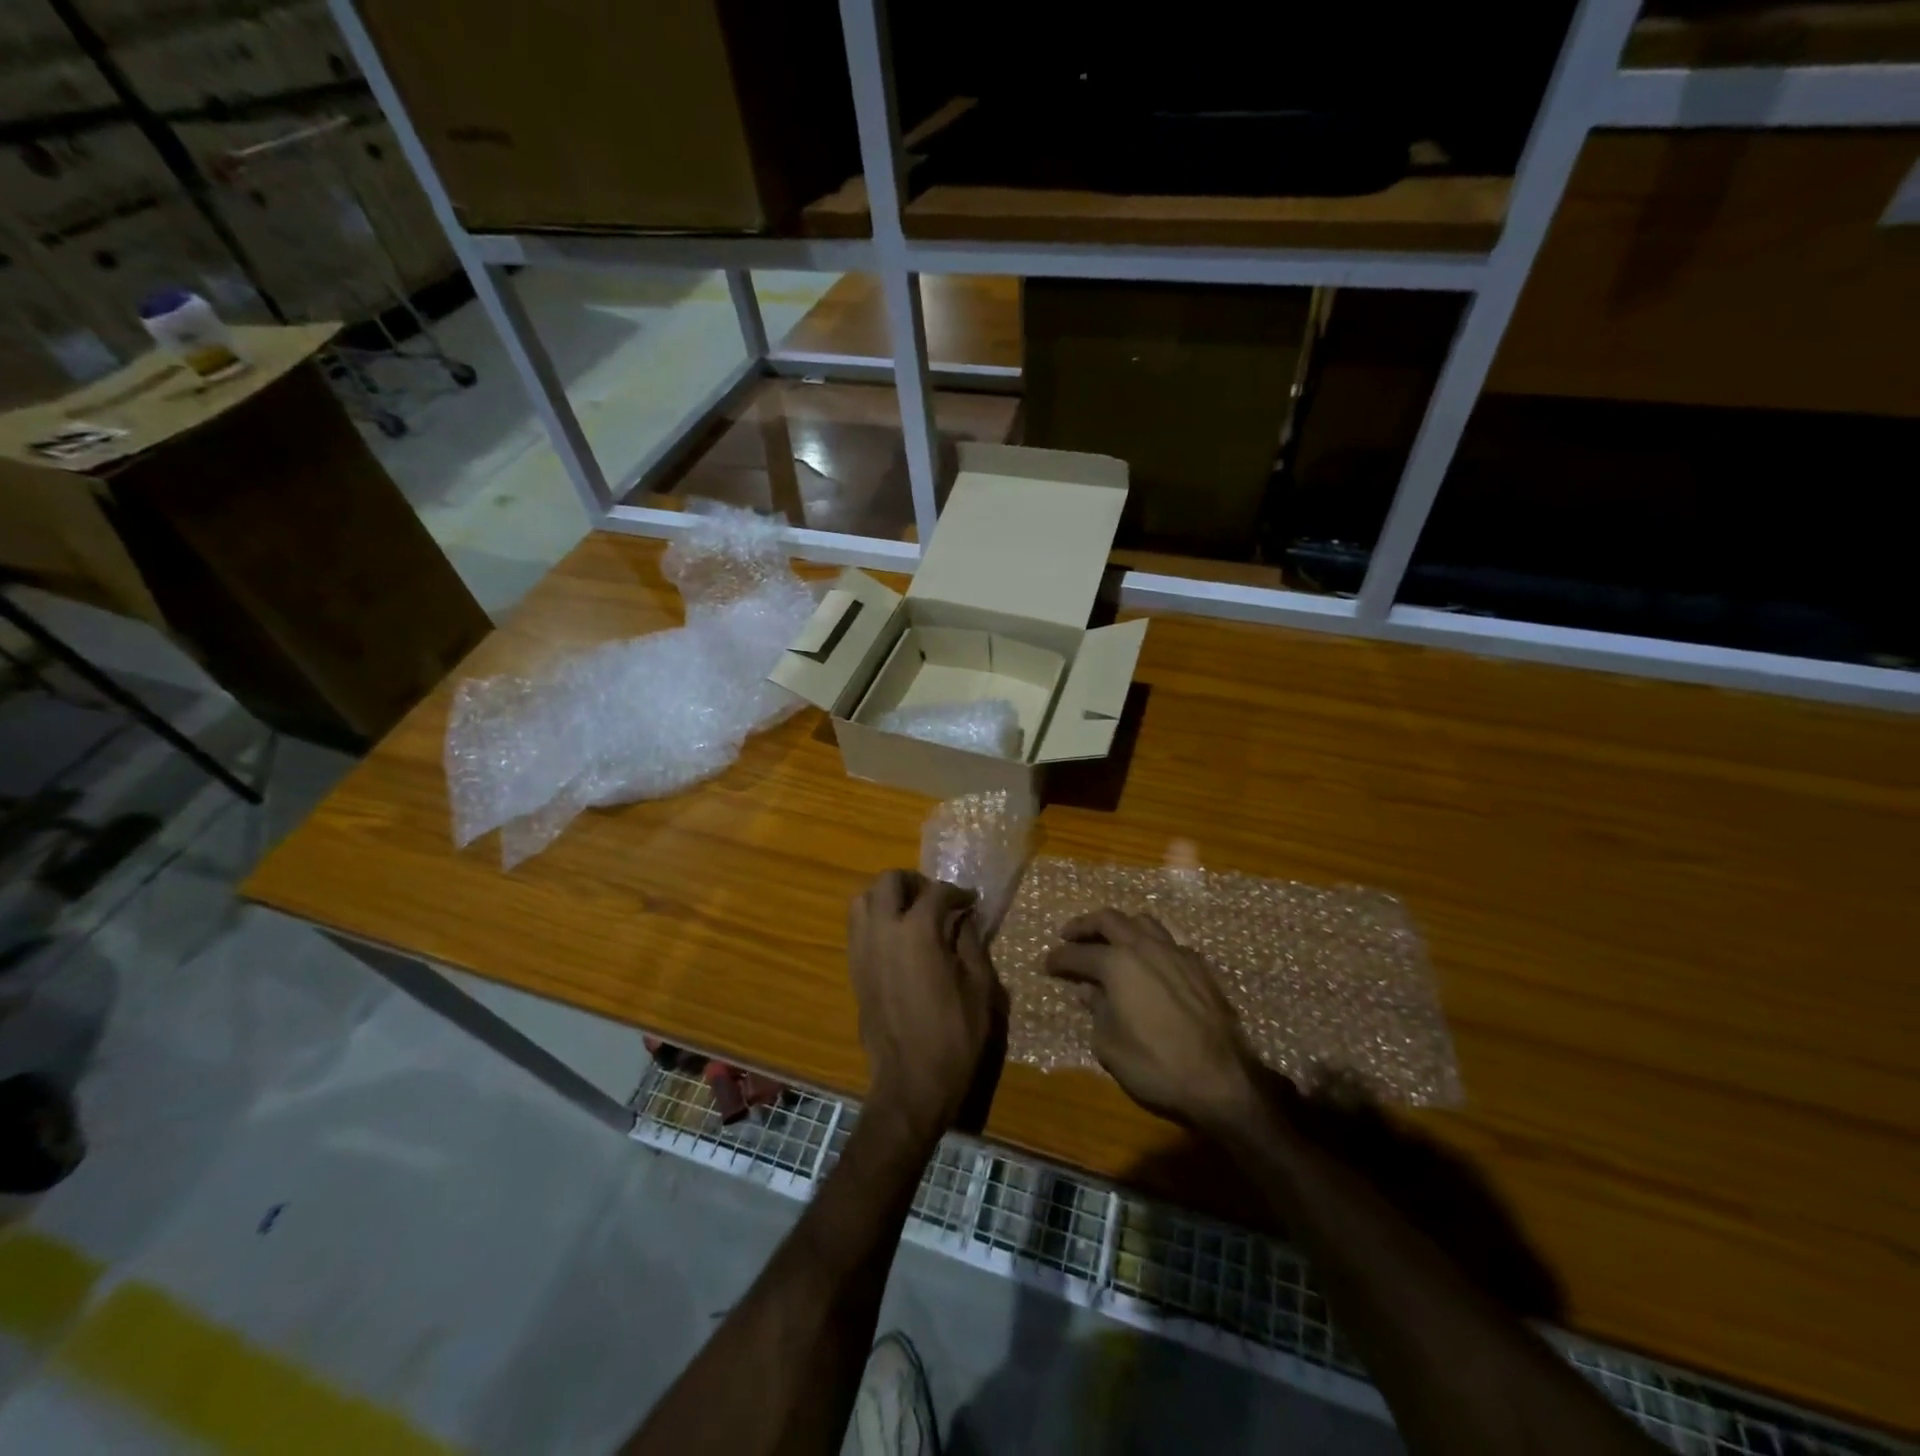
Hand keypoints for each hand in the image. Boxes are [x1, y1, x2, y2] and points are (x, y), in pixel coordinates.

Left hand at [848, 870, 1000, 1149]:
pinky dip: (875, 919)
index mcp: (917, 931)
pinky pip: (858, 928)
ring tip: (911, 913)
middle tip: (936, 898)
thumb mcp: (980, 987)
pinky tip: (898, 940)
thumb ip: (971, 943)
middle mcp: (883, 931)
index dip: (957, 892)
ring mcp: (862, 950)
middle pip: (888, 882)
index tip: (970, 902)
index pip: (936, 892)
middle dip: (914, 882)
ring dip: (887, 897)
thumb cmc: (955, 1036)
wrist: (912, 1083)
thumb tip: (964, 918)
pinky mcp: (854, 970)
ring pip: (863, 900)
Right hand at [1047, 909, 1261, 1134]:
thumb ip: (1096, 1011)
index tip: (1046, 963)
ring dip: (1120, 926)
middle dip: (1084, 925)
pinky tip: (1148, 962)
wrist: (1222, 1080)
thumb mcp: (1109, 1045)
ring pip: (1142, 921)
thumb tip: (1089, 991)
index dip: (1058, 958)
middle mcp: (1145, 947)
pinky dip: (1149, 943)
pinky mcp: (1200, 967)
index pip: (1078, 953)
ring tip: (1109, 939)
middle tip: (1069, 935)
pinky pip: (1168, 941)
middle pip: (1109, 919)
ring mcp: (1176, 953)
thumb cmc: (1156, 1066)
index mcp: (1117, 964)